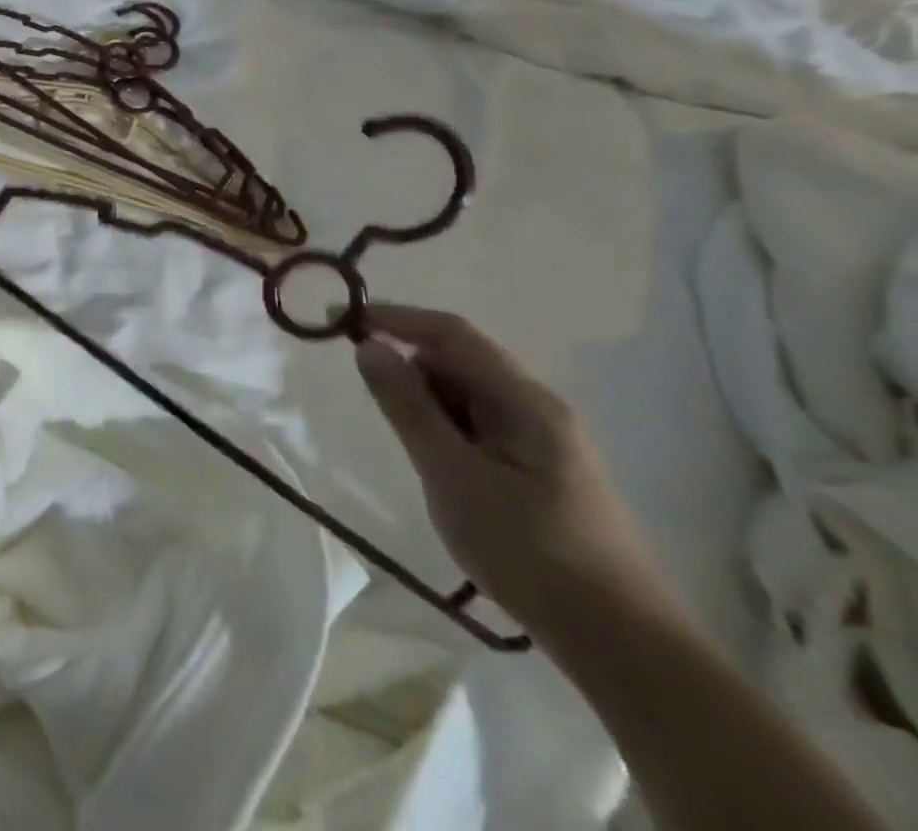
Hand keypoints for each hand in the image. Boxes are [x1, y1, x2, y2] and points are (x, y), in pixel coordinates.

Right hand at [355, 304, 673, 641]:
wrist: (620, 645)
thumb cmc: (529, 550)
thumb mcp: (452, 474)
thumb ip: (407, 405)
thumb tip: (368, 345)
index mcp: (525, 400)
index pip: (451, 332)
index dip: (395, 317)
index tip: (341, 319)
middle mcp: (537, 408)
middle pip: (460, 360)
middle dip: (409, 364)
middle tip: (368, 395)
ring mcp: (542, 440)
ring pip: (468, 395)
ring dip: (427, 402)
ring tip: (408, 445)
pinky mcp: (539, 470)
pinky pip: (479, 426)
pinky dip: (446, 429)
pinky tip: (437, 465)